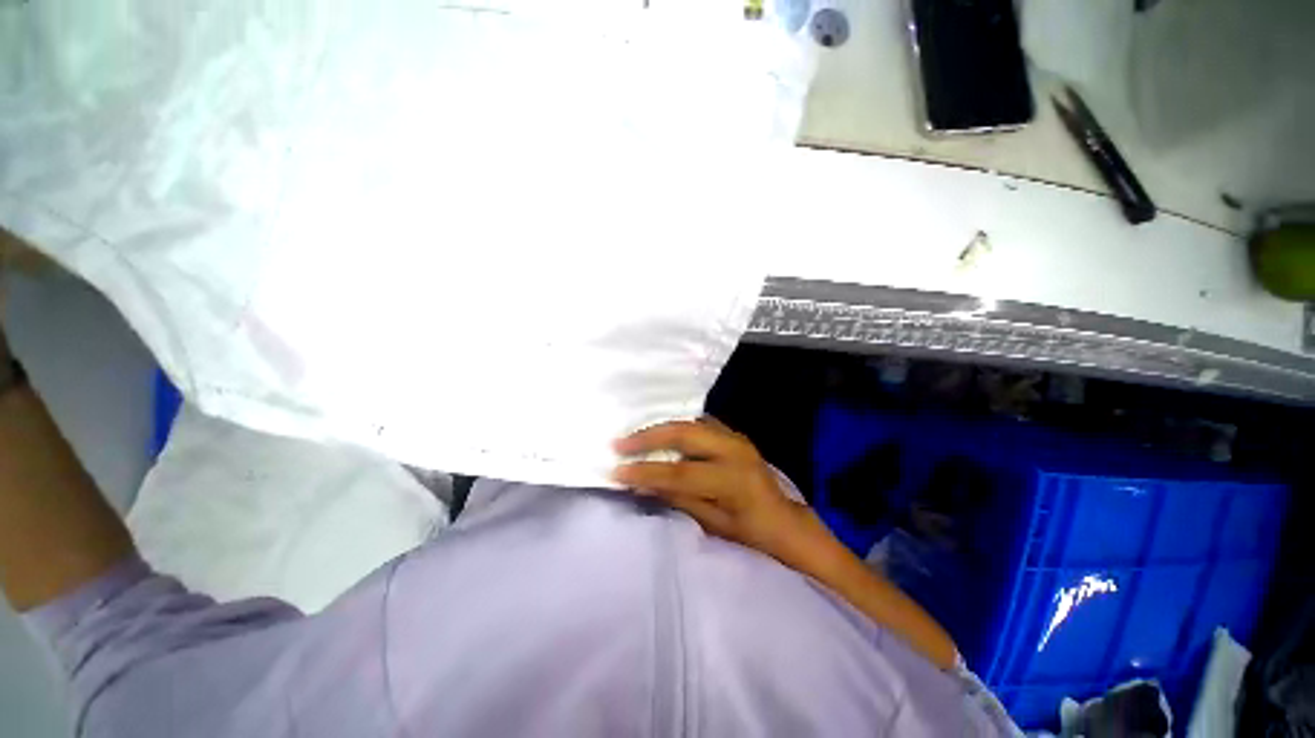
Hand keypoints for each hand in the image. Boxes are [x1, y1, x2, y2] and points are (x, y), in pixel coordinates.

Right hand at [613, 419, 828, 568]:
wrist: (784, 519)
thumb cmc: (751, 532)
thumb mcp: (714, 524)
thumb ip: (679, 500)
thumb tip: (641, 486)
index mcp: (732, 479)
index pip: (680, 472)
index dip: (646, 471)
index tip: (617, 471)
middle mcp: (734, 450)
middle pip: (684, 433)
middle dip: (648, 437)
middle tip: (619, 443)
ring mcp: (735, 437)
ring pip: (689, 423)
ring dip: (659, 429)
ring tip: (632, 437)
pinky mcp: (733, 433)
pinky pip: (698, 424)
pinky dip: (676, 428)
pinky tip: (660, 434)